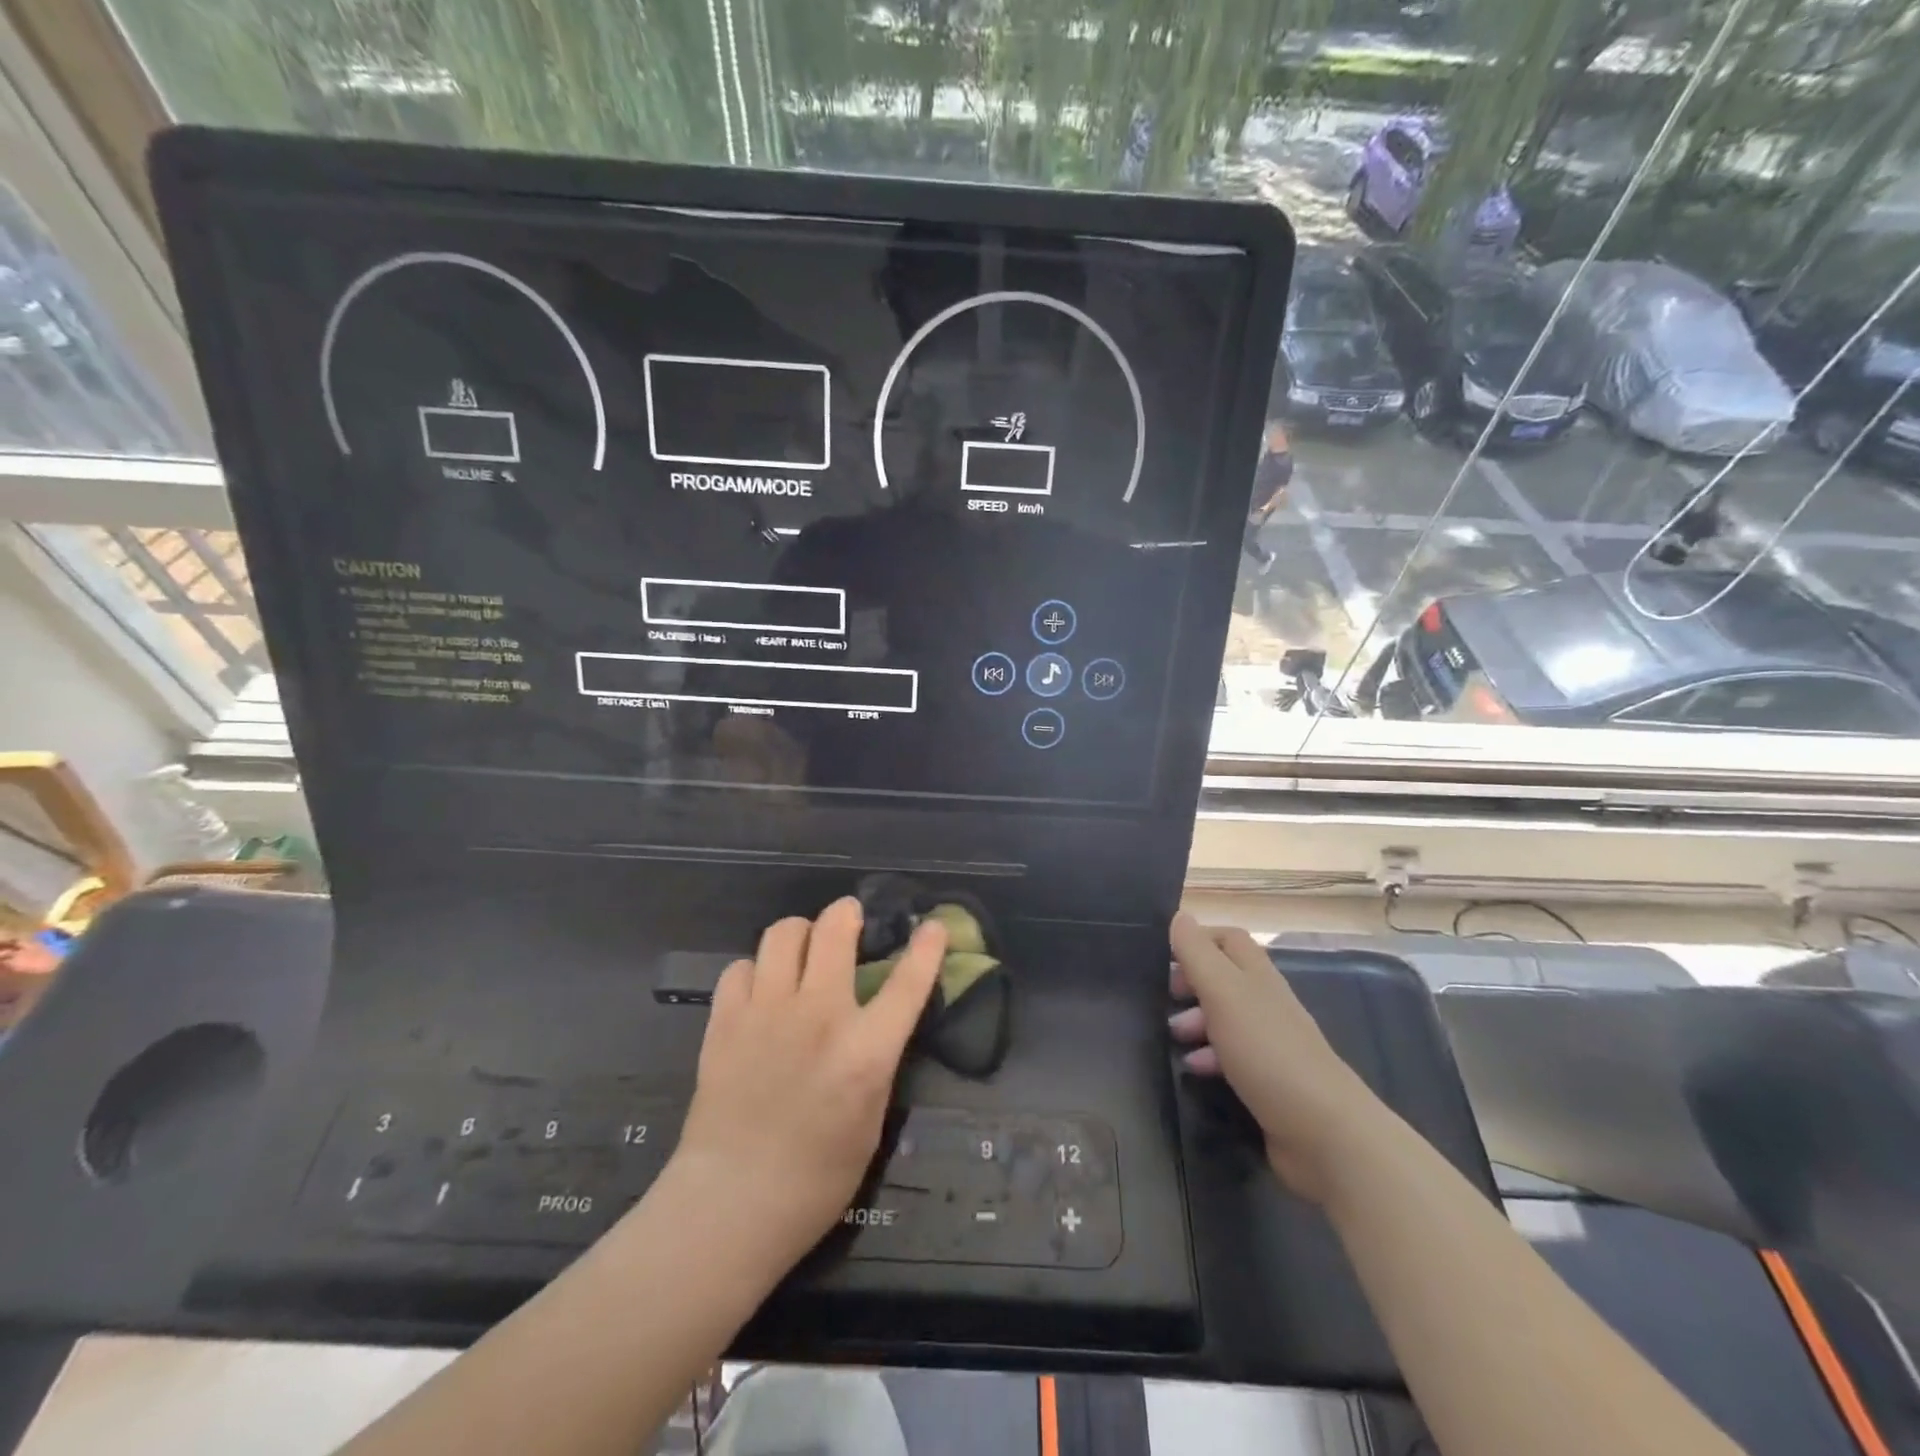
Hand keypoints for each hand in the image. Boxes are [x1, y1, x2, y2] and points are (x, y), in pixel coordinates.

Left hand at [670, 897, 946, 1270]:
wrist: (731, 1203)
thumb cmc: (816, 1178)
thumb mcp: (871, 1120)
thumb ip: (875, 1061)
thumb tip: (873, 1024)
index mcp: (865, 1050)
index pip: (907, 983)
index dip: (926, 949)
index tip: (933, 926)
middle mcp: (818, 1017)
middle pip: (834, 930)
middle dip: (846, 913)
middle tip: (849, 919)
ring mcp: (766, 1013)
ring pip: (783, 933)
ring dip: (800, 934)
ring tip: (802, 951)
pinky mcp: (725, 1021)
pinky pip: (740, 968)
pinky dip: (755, 971)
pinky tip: (760, 993)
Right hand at [1167, 913, 1388, 1202]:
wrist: (1325, 1134)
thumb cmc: (1268, 1052)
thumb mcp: (1224, 993)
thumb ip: (1198, 954)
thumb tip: (1179, 916)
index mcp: (1257, 976)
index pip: (1228, 938)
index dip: (1196, 940)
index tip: (1163, 956)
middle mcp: (1265, 1003)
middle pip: (1224, 978)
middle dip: (1190, 984)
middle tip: (1163, 998)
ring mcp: (1270, 1044)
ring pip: (1225, 1019)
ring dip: (1195, 1022)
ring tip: (1172, 1037)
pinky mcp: (1269, 1082)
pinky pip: (1231, 1058)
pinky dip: (1209, 1058)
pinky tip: (1194, 1071)